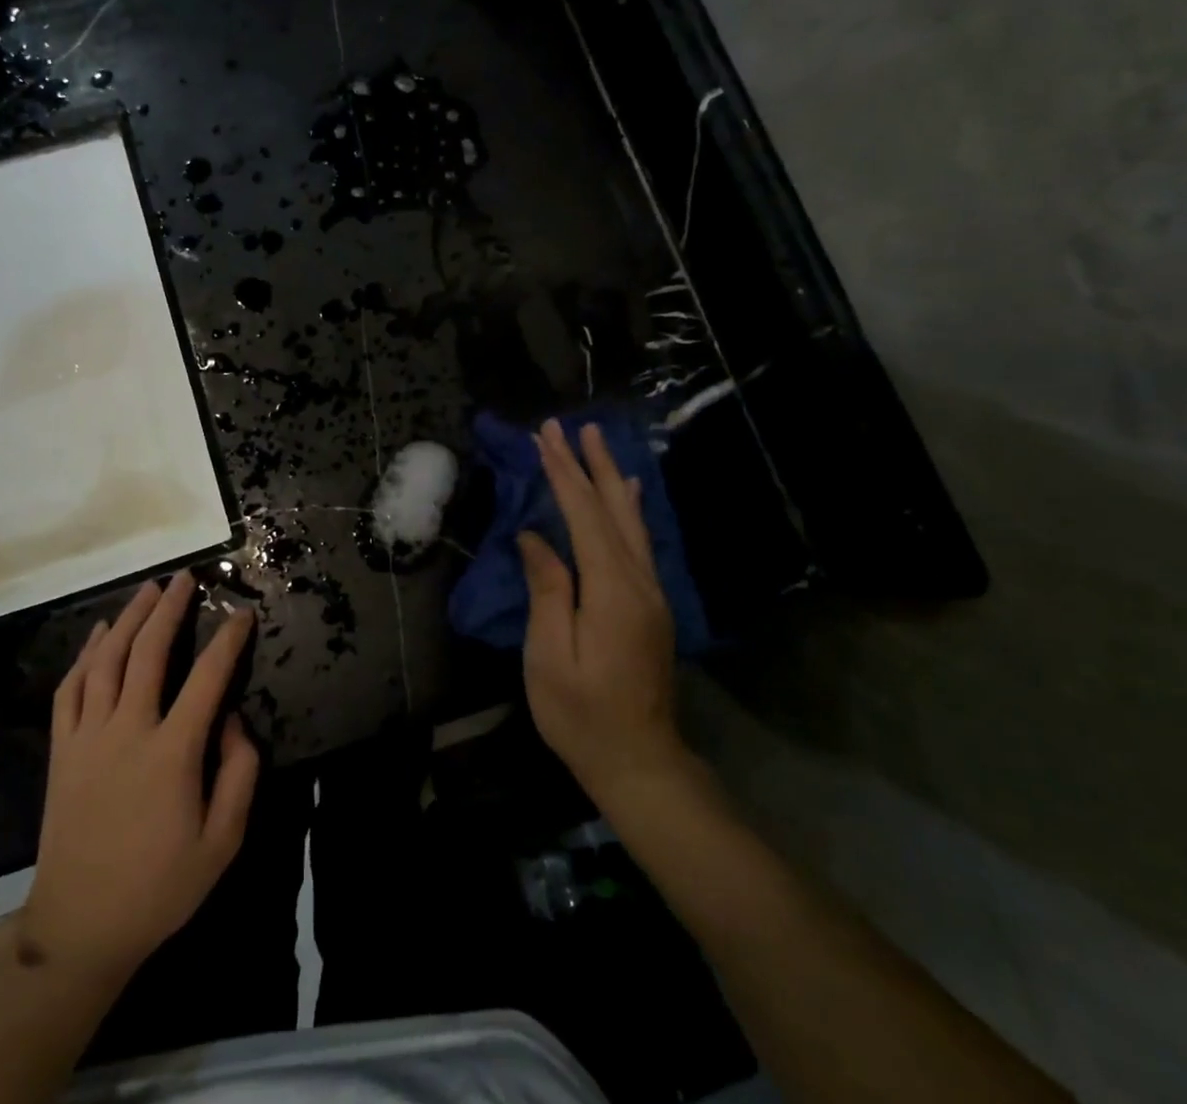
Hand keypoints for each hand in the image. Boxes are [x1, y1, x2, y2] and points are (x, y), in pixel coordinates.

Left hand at [18, 572, 258, 987]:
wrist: (79, 927)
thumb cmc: (160, 888)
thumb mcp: (222, 842)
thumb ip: (240, 774)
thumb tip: (234, 719)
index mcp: (172, 753)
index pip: (207, 678)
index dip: (228, 640)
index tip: (242, 614)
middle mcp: (128, 731)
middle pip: (148, 652)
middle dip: (170, 609)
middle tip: (186, 578)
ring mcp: (88, 737)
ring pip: (106, 660)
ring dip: (128, 618)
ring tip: (148, 590)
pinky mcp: (62, 750)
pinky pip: (70, 689)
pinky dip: (85, 654)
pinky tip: (98, 634)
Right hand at [520, 419, 693, 810]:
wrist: (640, 761)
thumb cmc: (581, 714)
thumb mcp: (549, 656)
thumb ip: (547, 590)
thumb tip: (535, 538)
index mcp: (611, 590)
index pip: (584, 516)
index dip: (564, 474)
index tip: (545, 437)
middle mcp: (639, 581)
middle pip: (613, 509)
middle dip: (589, 464)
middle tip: (572, 425)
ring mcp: (651, 593)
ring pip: (631, 521)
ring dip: (611, 478)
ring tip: (599, 443)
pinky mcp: (652, 605)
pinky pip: (640, 541)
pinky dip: (630, 508)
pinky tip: (630, 493)